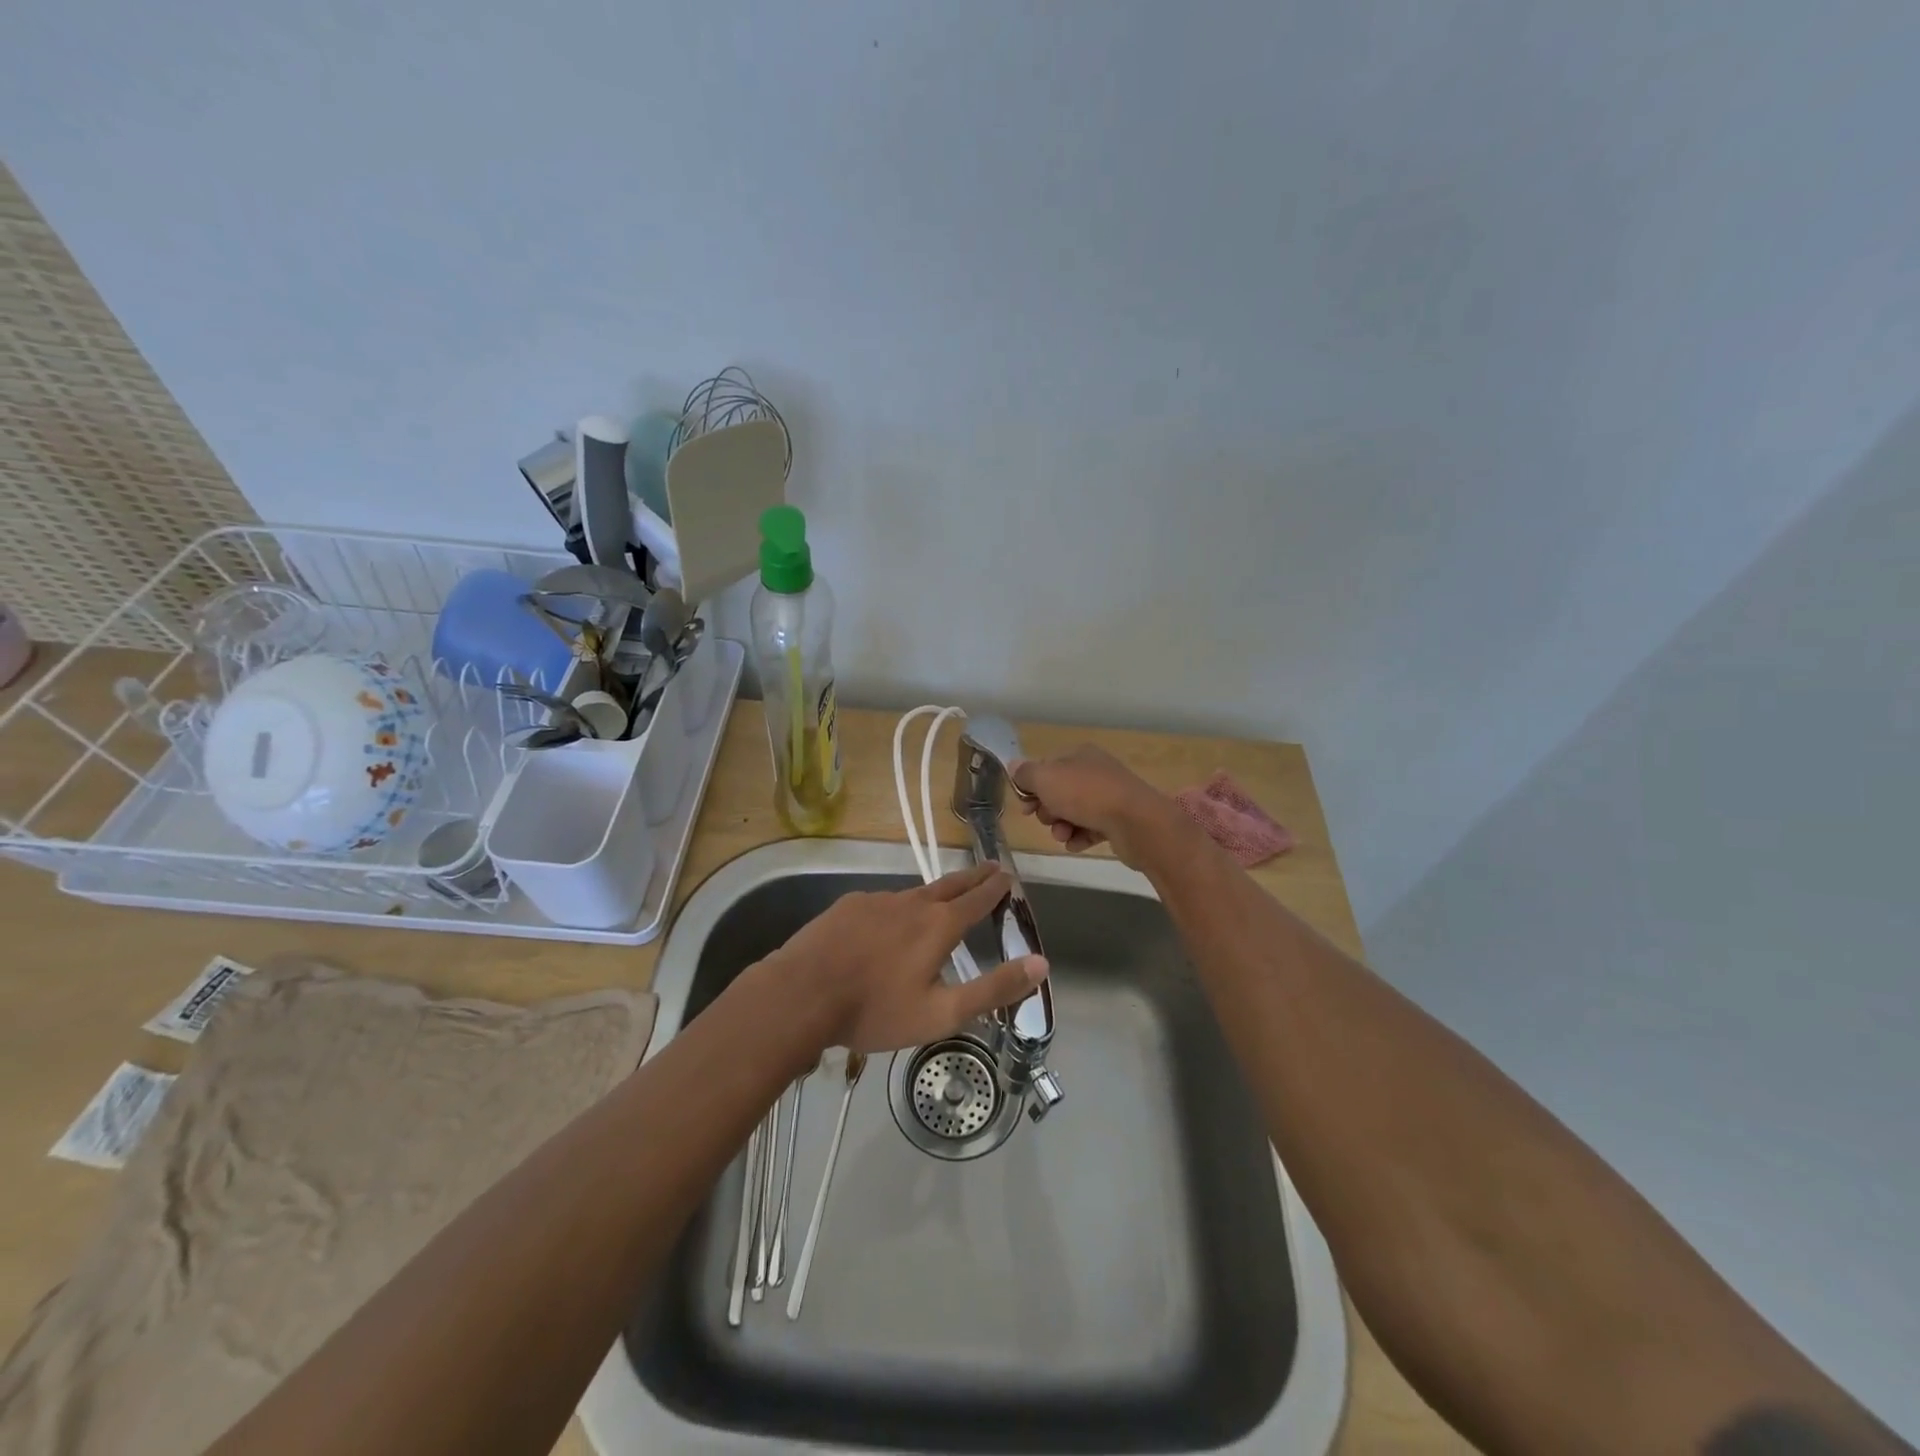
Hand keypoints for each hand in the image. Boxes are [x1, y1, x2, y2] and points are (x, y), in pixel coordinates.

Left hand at [766, 863, 1047, 1053]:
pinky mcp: (848, 906)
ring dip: (935, 893)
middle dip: (973, 877)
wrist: (801, 994)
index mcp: (938, 926)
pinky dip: (897, 909)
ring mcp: (876, 901)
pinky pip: (883, 904)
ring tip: (943, 899)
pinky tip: (888, 924)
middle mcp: (911, 903)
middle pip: (950, 885)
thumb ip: (993, 989)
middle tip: (990, 867)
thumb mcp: (941, 1013)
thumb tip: (1041, 963)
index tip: (1007, 875)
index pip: (977, 899)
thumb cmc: (875, 1009)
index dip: (995, 888)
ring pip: (914, 894)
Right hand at [1010, 744, 1182, 869]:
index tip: (1024, 806)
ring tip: (1063, 835)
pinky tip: (1076, 844)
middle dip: (1047, 809)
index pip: (1047, 767)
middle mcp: (1095, 772)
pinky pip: (1090, 829)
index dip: (1031, 786)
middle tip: (1047, 819)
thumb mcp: (1046, 779)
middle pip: (1059, 791)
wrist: (1136, 822)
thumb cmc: (1086, 795)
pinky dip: (1080, 837)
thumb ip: (1026, 774)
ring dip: (1062, 826)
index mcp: (1080, 755)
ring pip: (1074, 812)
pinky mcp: (1118, 821)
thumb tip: (1014, 766)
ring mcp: (1109, 796)